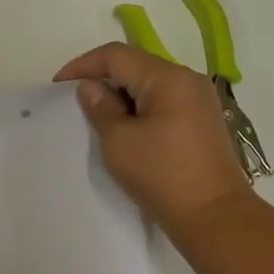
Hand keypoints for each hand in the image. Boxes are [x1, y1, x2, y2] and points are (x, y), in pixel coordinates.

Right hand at [54, 43, 254, 232]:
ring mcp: (200, 100)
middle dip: (103, 78)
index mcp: (168, 77)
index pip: (117, 56)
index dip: (84, 65)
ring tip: (99, 116)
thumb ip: (101, 108)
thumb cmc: (163, 176)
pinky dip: (141, 107)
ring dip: (122, 95)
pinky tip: (127, 128)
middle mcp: (187, 79)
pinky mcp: (203, 121)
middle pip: (136, 65)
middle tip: (76, 102)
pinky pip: (164, 101)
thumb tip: (91, 87)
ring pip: (150, 84)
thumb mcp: (119, 142)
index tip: (58, 85)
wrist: (215, 218)